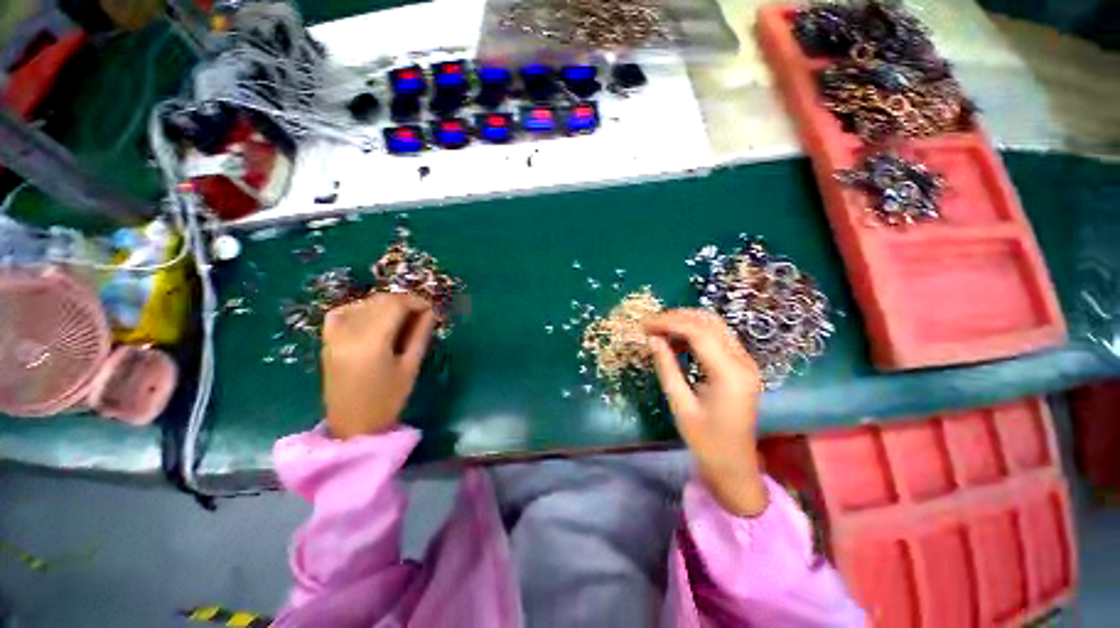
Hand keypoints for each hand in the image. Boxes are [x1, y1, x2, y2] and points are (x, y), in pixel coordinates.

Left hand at [322, 292, 436, 439]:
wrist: (352, 425)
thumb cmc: (388, 399)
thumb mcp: (411, 366)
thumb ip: (420, 335)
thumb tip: (430, 312)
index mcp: (372, 341)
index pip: (395, 305)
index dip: (416, 301)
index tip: (431, 309)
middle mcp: (349, 332)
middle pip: (380, 301)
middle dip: (404, 302)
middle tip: (421, 315)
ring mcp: (334, 335)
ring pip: (363, 304)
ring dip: (385, 305)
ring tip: (401, 319)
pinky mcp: (327, 341)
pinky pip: (343, 312)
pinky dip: (361, 309)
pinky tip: (373, 318)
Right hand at [644, 310, 767, 516]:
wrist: (735, 465)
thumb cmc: (706, 442)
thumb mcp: (680, 405)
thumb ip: (667, 368)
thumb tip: (652, 339)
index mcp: (730, 375)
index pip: (699, 333)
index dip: (669, 323)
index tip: (645, 324)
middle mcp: (743, 362)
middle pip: (709, 323)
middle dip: (677, 317)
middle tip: (650, 324)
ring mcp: (746, 362)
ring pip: (715, 326)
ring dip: (686, 322)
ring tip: (660, 330)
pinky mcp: (742, 366)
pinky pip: (718, 338)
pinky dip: (695, 333)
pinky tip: (677, 342)